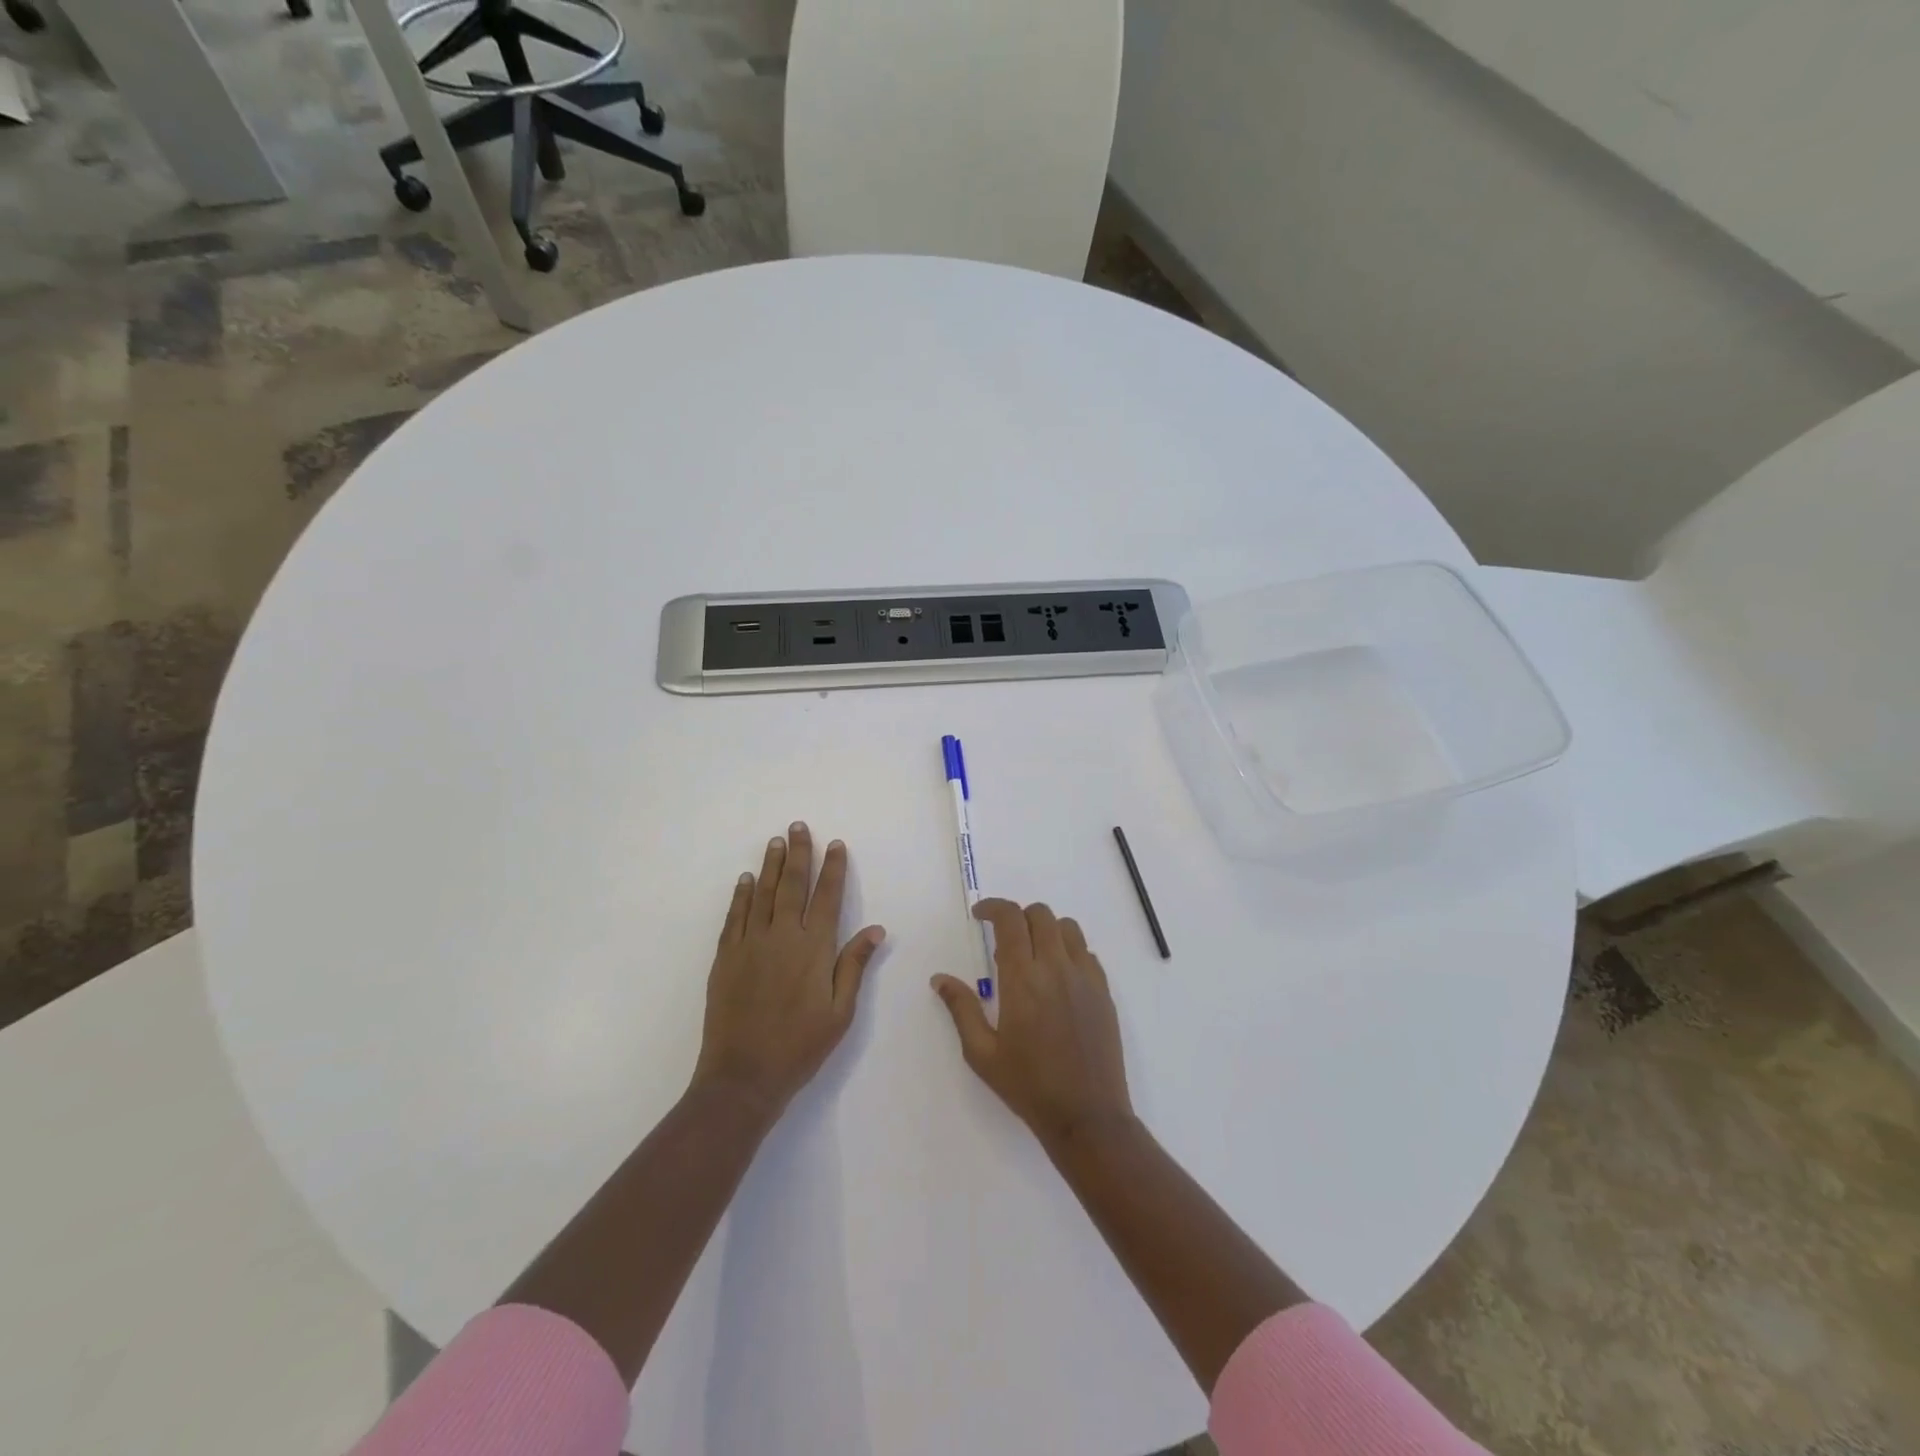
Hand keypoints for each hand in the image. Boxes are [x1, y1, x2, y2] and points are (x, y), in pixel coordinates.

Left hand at [692, 823, 885, 1118]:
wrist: (743, 1076)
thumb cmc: (800, 1046)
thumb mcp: (840, 1012)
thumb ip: (854, 966)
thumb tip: (875, 929)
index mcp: (814, 949)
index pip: (828, 897)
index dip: (833, 869)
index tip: (836, 844)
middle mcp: (782, 936)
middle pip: (792, 885)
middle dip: (798, 854)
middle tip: (798, 826)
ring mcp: (750, 944)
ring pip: (762, 894)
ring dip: (770, 865)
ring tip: (775, 841)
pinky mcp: (726, 957)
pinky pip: (735, 916)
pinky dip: (741, 895)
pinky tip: (746, 880)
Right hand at [932, 899, 1133, 1150]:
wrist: (1086, 1116)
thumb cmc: (1028, 1085)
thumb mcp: (982, 1052)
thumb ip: (961, 1008)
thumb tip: (940, 979)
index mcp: (1023, 979)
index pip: (1010, 919)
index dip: (993, 907)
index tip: (980, 915)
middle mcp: (1056, 968)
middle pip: (1040, 914)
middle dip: (1018, 916)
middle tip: (1003, 939)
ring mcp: (1085, 977)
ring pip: (1068, 927)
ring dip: (1046, 929)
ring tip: (1032, 955)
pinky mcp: (1104, 992)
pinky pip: (1087, 953)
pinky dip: (1069, 951)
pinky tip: (1058, 978)